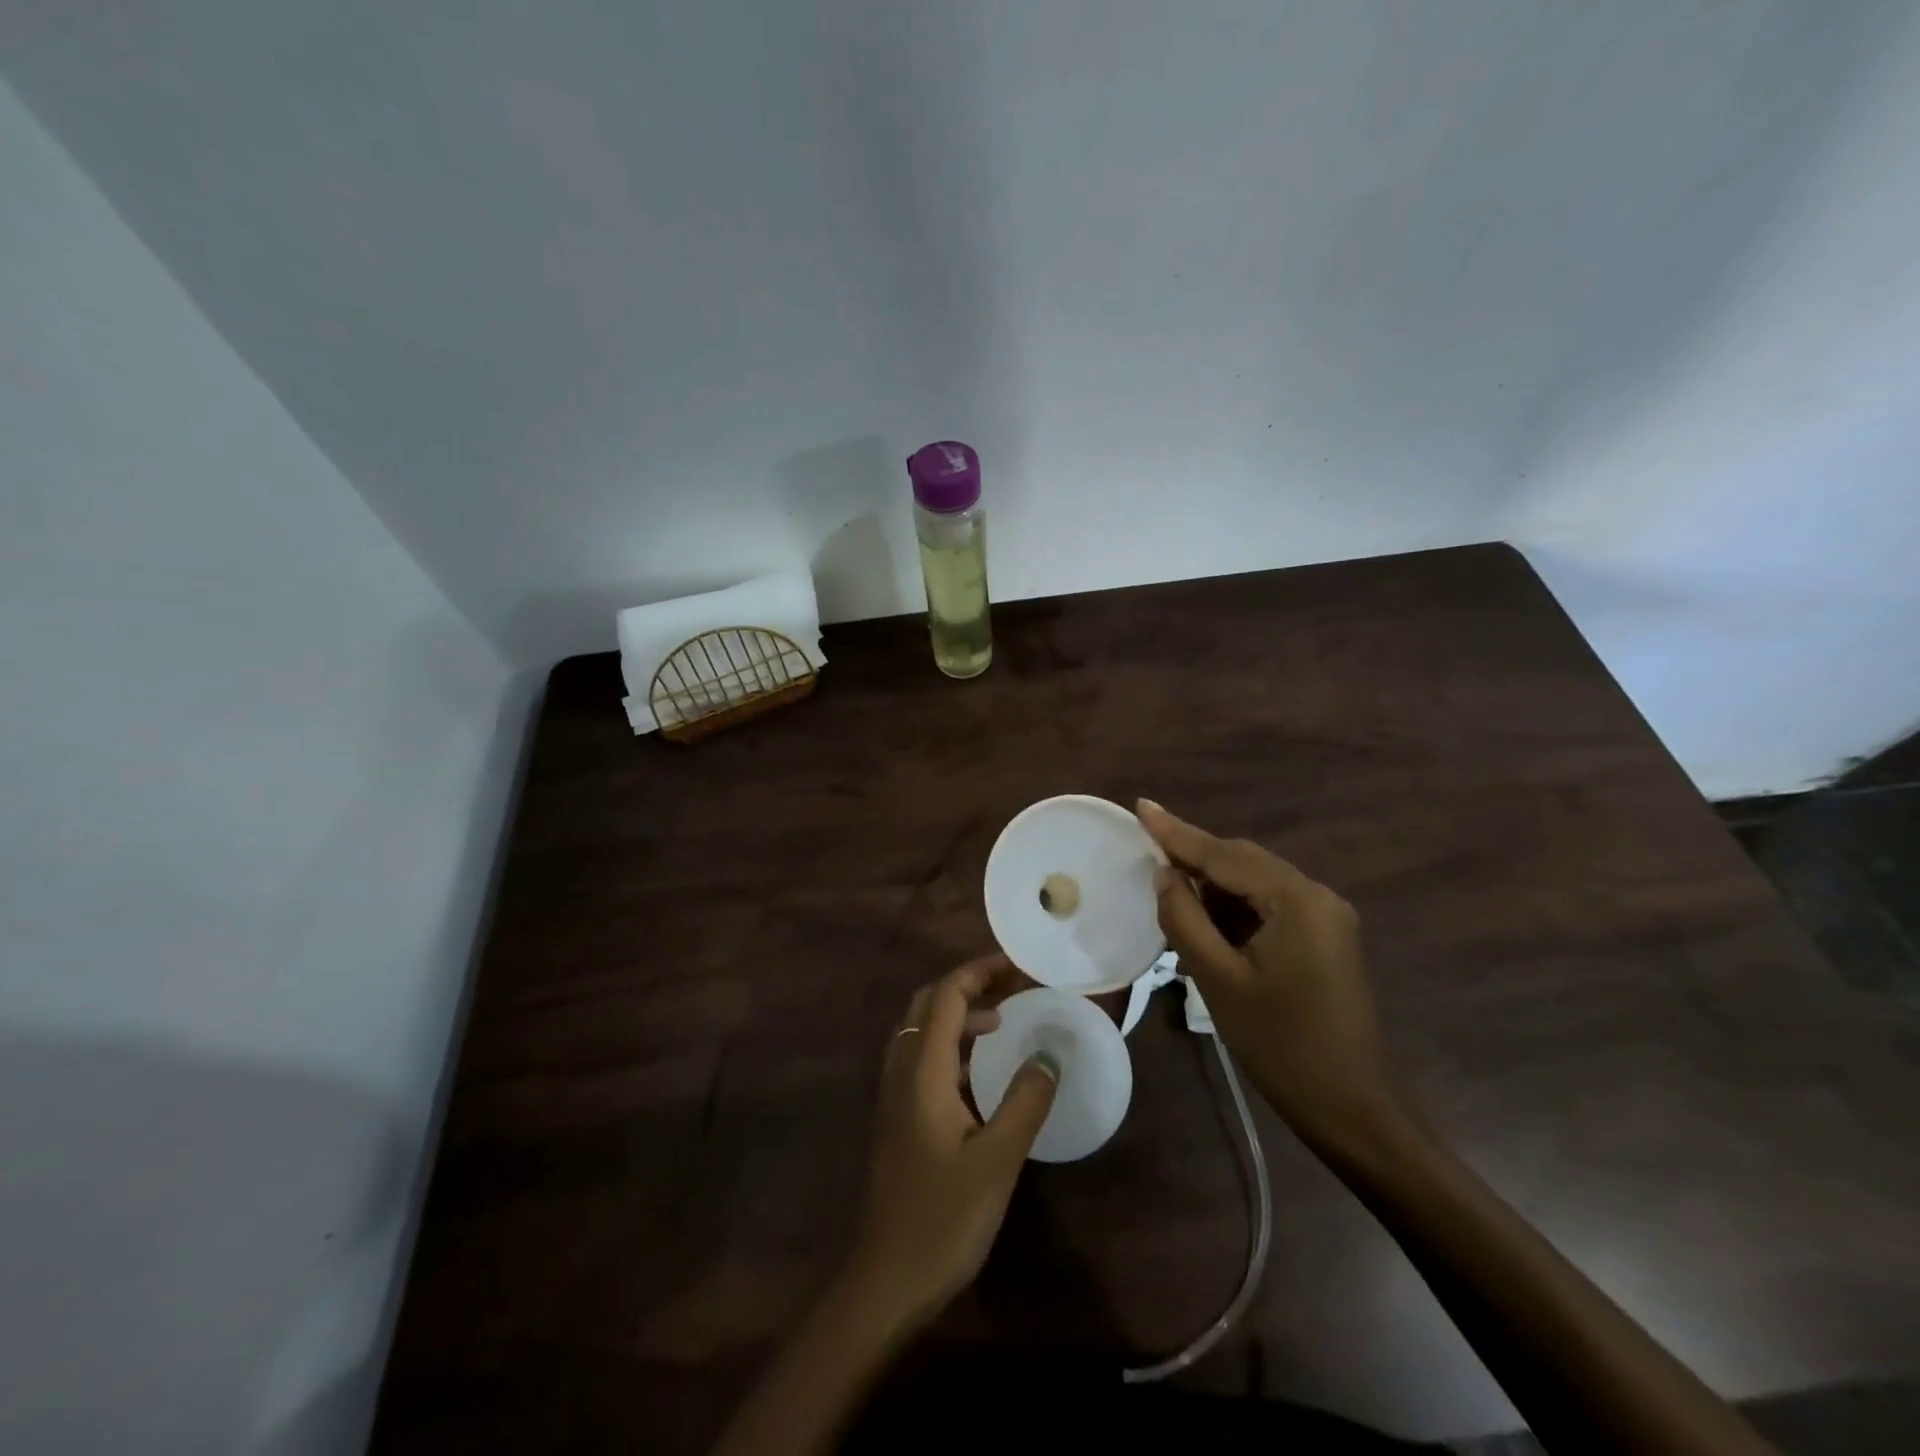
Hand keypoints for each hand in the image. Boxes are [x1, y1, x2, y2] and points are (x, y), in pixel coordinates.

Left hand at [846, 954, 1057, 1331]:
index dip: (979, 972)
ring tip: (1003, 1021)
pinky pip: (921, 1056)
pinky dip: (950, 1042)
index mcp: (922, 1070)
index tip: (1018, 966)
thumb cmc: (944, 1218)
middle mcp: (901, 1070)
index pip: (946, 996)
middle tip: (1012, 987)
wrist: (887, 1279)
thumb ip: (1025, 1100)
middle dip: (968, 985)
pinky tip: (978, 1069)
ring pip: (921, 1029)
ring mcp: (894, 1093)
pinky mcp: (897, 1115)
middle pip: (928, 1004)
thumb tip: (1050, 1053)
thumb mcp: (998, 1160)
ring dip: (958, 1013)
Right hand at [1137, 800, 1413, 1165]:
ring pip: (1255, 885)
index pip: (1225, 855)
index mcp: (1297, 900)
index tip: (1142, 807)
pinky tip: (1205, 924)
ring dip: (1212, 888)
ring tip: (1167, 892)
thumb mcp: (1219, 980)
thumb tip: (1163, 873)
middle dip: (1194, 857)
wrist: (1353, 1110)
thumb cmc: (1280, 1045)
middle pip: (1243, 862)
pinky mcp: (1323, 940)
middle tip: (1145, 846)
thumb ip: (1185, 918)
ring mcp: (1325, 918)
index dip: (1177, 833)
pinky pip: (1269, 908)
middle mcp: (1317, 896)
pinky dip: (1233, 911)